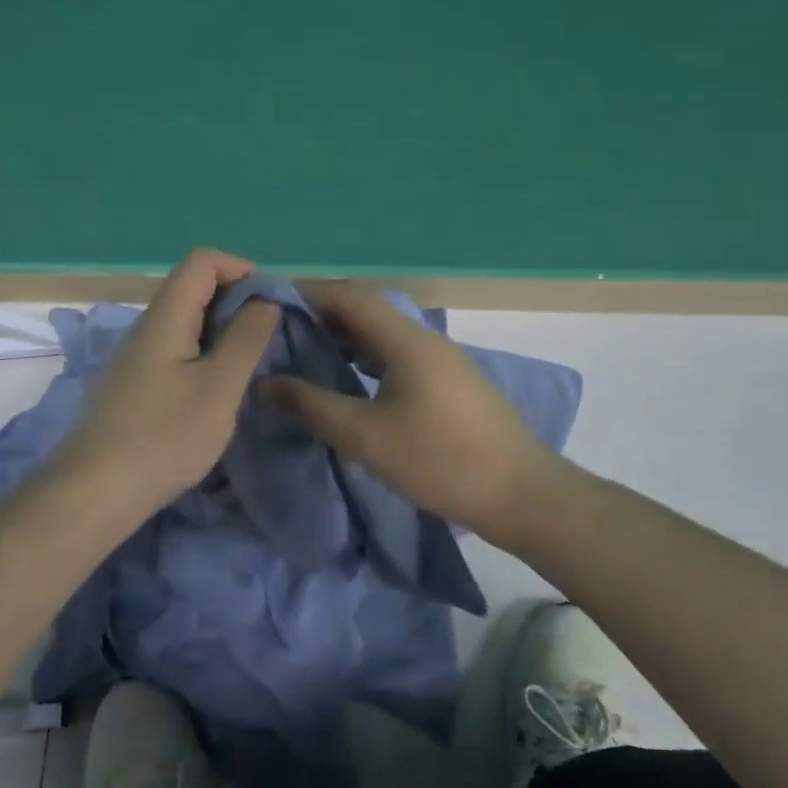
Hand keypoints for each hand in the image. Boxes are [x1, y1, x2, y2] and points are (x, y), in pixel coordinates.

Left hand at [53, 248, 280, 521]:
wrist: (95, 491)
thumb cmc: (164, 437)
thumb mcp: (219, 388)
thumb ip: (245, 339)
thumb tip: (264, 301)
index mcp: (166, 316)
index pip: (203, 260)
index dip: (242, 269)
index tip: (270, 306)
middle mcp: (146, 326)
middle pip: (194, 288)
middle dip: (237, 302)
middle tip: (266, 340)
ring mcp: (136, 356)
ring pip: (185, 322)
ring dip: (222, 332)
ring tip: (247, 368)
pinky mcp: (133, 384)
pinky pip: (175, 350)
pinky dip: (203, 356)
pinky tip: (215, 393)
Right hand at [263, 282, 554, 536]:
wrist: (521, 494)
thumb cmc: (440, 460)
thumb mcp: (366, 437)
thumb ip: (312, 406)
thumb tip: (266, 383)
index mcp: (405, 340)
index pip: (349, 297)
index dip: (308, 293)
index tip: (270, 304)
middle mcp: (425, 339)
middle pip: (367, 310)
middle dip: (323, 314)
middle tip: (281, 332)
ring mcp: (442, 360)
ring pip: (384, 333)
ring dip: (346, 337)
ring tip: (308, 354)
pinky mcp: (450, 382)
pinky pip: (398, 354)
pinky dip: (367, 357)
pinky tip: (351, 381)